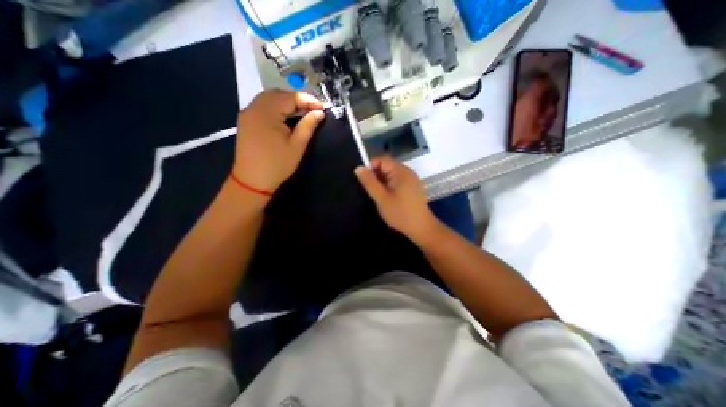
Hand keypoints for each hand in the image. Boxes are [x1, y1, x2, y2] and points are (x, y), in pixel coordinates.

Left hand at [233, 90, 322, 194]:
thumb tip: (319, 112)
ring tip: (301, 113)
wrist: (252, 181)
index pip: (290, 97)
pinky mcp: (245, 120)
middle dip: (297, 99)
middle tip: (312, 110)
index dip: (308, 100)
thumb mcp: (297, 146)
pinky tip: (285, 116)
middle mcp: (254, 107)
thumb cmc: (277, 164)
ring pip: (269, 98)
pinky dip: (276, 107)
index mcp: (267, 112)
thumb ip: (308, 125)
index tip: (322, 108)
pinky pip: (262, 106)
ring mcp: (247, 113)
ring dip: (287, 102)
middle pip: (278, 94)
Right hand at [355, 155, 438, 245]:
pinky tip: (387, 197)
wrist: (421, 228)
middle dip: (376, 176)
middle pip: (387, 166)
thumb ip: (369, 182)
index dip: (370, 167)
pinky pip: (397, 180)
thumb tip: (358, 167)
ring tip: (378, 195)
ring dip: (382, 182)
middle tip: (371, 191)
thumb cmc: (400, 213)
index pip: (381, 160)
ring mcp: (411, 179)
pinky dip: (389, 186)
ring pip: (391, 174)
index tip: (364, 181)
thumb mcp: (381, 198)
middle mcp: (407, 171)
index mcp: (400, 171)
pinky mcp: (412, 186)